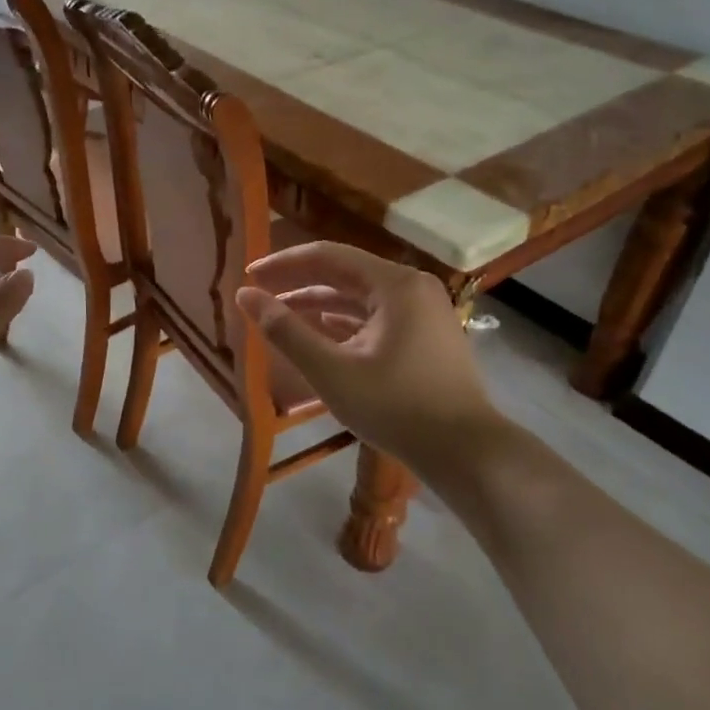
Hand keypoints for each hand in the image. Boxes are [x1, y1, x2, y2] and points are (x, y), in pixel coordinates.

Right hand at [236, 241, 498, 472]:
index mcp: (394, 284)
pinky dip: (343, 323)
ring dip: (318, 306)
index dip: (283, 263)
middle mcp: (412, 287)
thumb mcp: (331, 370)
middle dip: (298, 284)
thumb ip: (285, 330)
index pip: (327, 256)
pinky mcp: (426, 336)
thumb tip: (245, 296)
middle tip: (257, 295)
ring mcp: (423, 312)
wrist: (465, 452)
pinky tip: (317, 334)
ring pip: (359, 298)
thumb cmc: (395, 407)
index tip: (248, 275)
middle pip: (344, 274)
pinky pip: (375, 317)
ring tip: (278, 317)